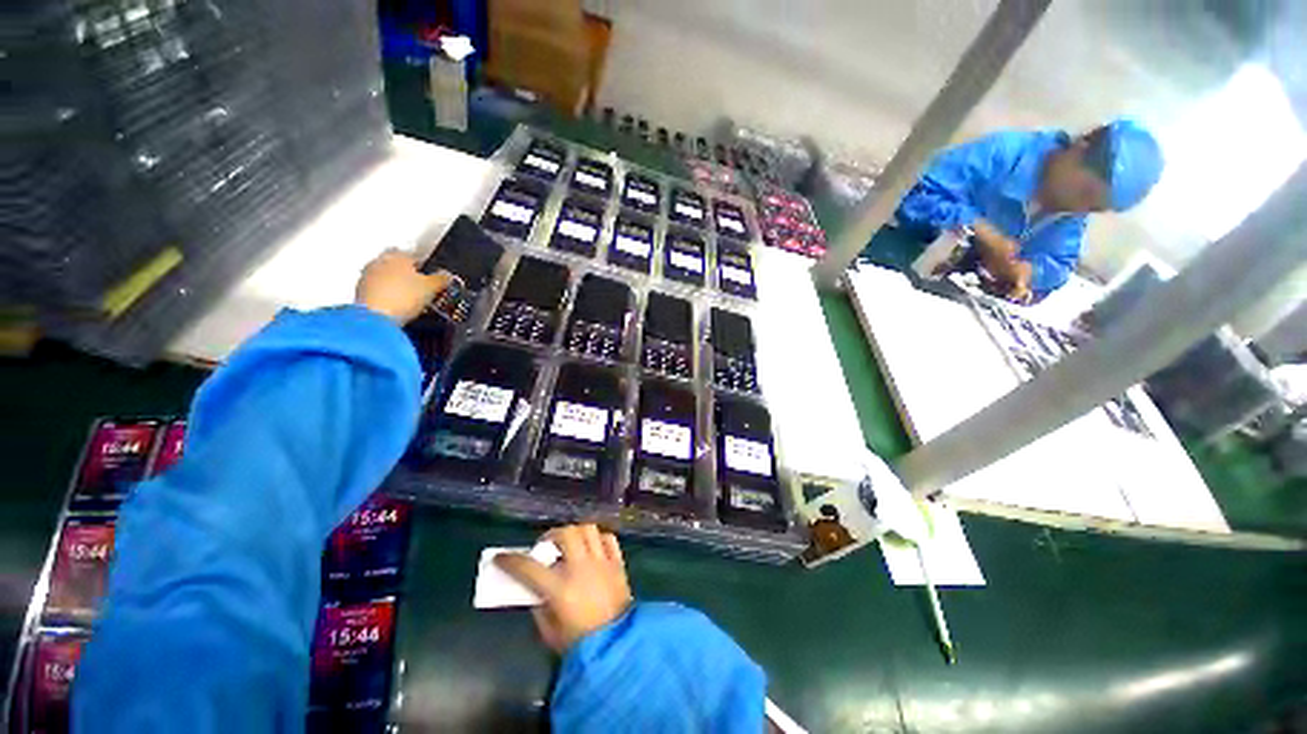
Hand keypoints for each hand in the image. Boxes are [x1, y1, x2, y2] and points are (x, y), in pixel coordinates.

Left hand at [355, 250, 457, 323]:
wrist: (376, 318)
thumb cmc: (403, 297)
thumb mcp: (432, 287)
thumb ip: (441, 279)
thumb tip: (447, 275)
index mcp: (397, 255)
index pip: (414, 256)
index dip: (425, 267)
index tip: (432, 277)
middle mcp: (379, 261)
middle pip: (397, 266)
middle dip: (408, 275)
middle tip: (421, 288)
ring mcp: (367, 277)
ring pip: (386, 278)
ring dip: (396, 286)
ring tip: (410, 300)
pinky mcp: (360, 293)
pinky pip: (377, 291)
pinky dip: (387, 296)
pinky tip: (397, 307)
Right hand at [495, 524, 632, 653]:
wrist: (617, 646)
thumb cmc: (579, 644)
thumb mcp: (550, 632)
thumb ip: (540, 606)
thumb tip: (535, 588)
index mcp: (560, 589)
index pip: (529, 568)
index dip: (511, 561)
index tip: (501, 557)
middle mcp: (581, 568)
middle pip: (566, 534)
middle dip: (551, 535)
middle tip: (546, 547)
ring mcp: (602, 562)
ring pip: (589, 530)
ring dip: (576, 533)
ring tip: (570, 544)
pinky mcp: (618, 563)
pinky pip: (608, 539)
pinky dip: (598, 539)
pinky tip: (592, 549)